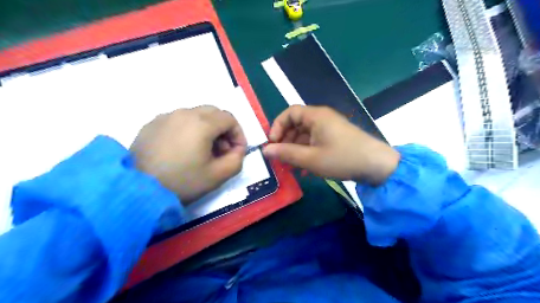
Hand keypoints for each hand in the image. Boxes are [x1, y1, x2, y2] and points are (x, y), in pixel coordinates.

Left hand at [129, 105, 247, 202]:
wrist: (137, 190)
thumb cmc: (182, 182)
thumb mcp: (218, 176)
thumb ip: (237, 159)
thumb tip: (237, 149)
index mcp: (202, 123)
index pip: (230, 118)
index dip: (238, 134)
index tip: (237, 151)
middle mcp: (184, 113)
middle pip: (214, 112)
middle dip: (224, 129)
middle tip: (222, 150)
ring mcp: (165, 117)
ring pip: (196, 115)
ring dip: (207, 129)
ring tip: (202, 151)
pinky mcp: (151, 124)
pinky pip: (178, 120)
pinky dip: (188, 129)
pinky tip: (182, 149)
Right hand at [264, 106, 397, 183]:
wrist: (377, 166)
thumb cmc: (342, 158)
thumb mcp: (311, 158)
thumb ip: (286, 153)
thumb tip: (265, 150)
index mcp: (316, 116)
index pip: (289, 113)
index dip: (277, 126)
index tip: (273, 144)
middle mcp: (322, 118)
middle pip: (296, 124)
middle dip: (285, 141)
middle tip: (280, 158)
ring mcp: (329, 128)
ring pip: (305, 135)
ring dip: (295, 149)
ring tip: (290, 166)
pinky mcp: (335, 138)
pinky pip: (315, 142)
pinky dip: (307, 152)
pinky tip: (304, 168)